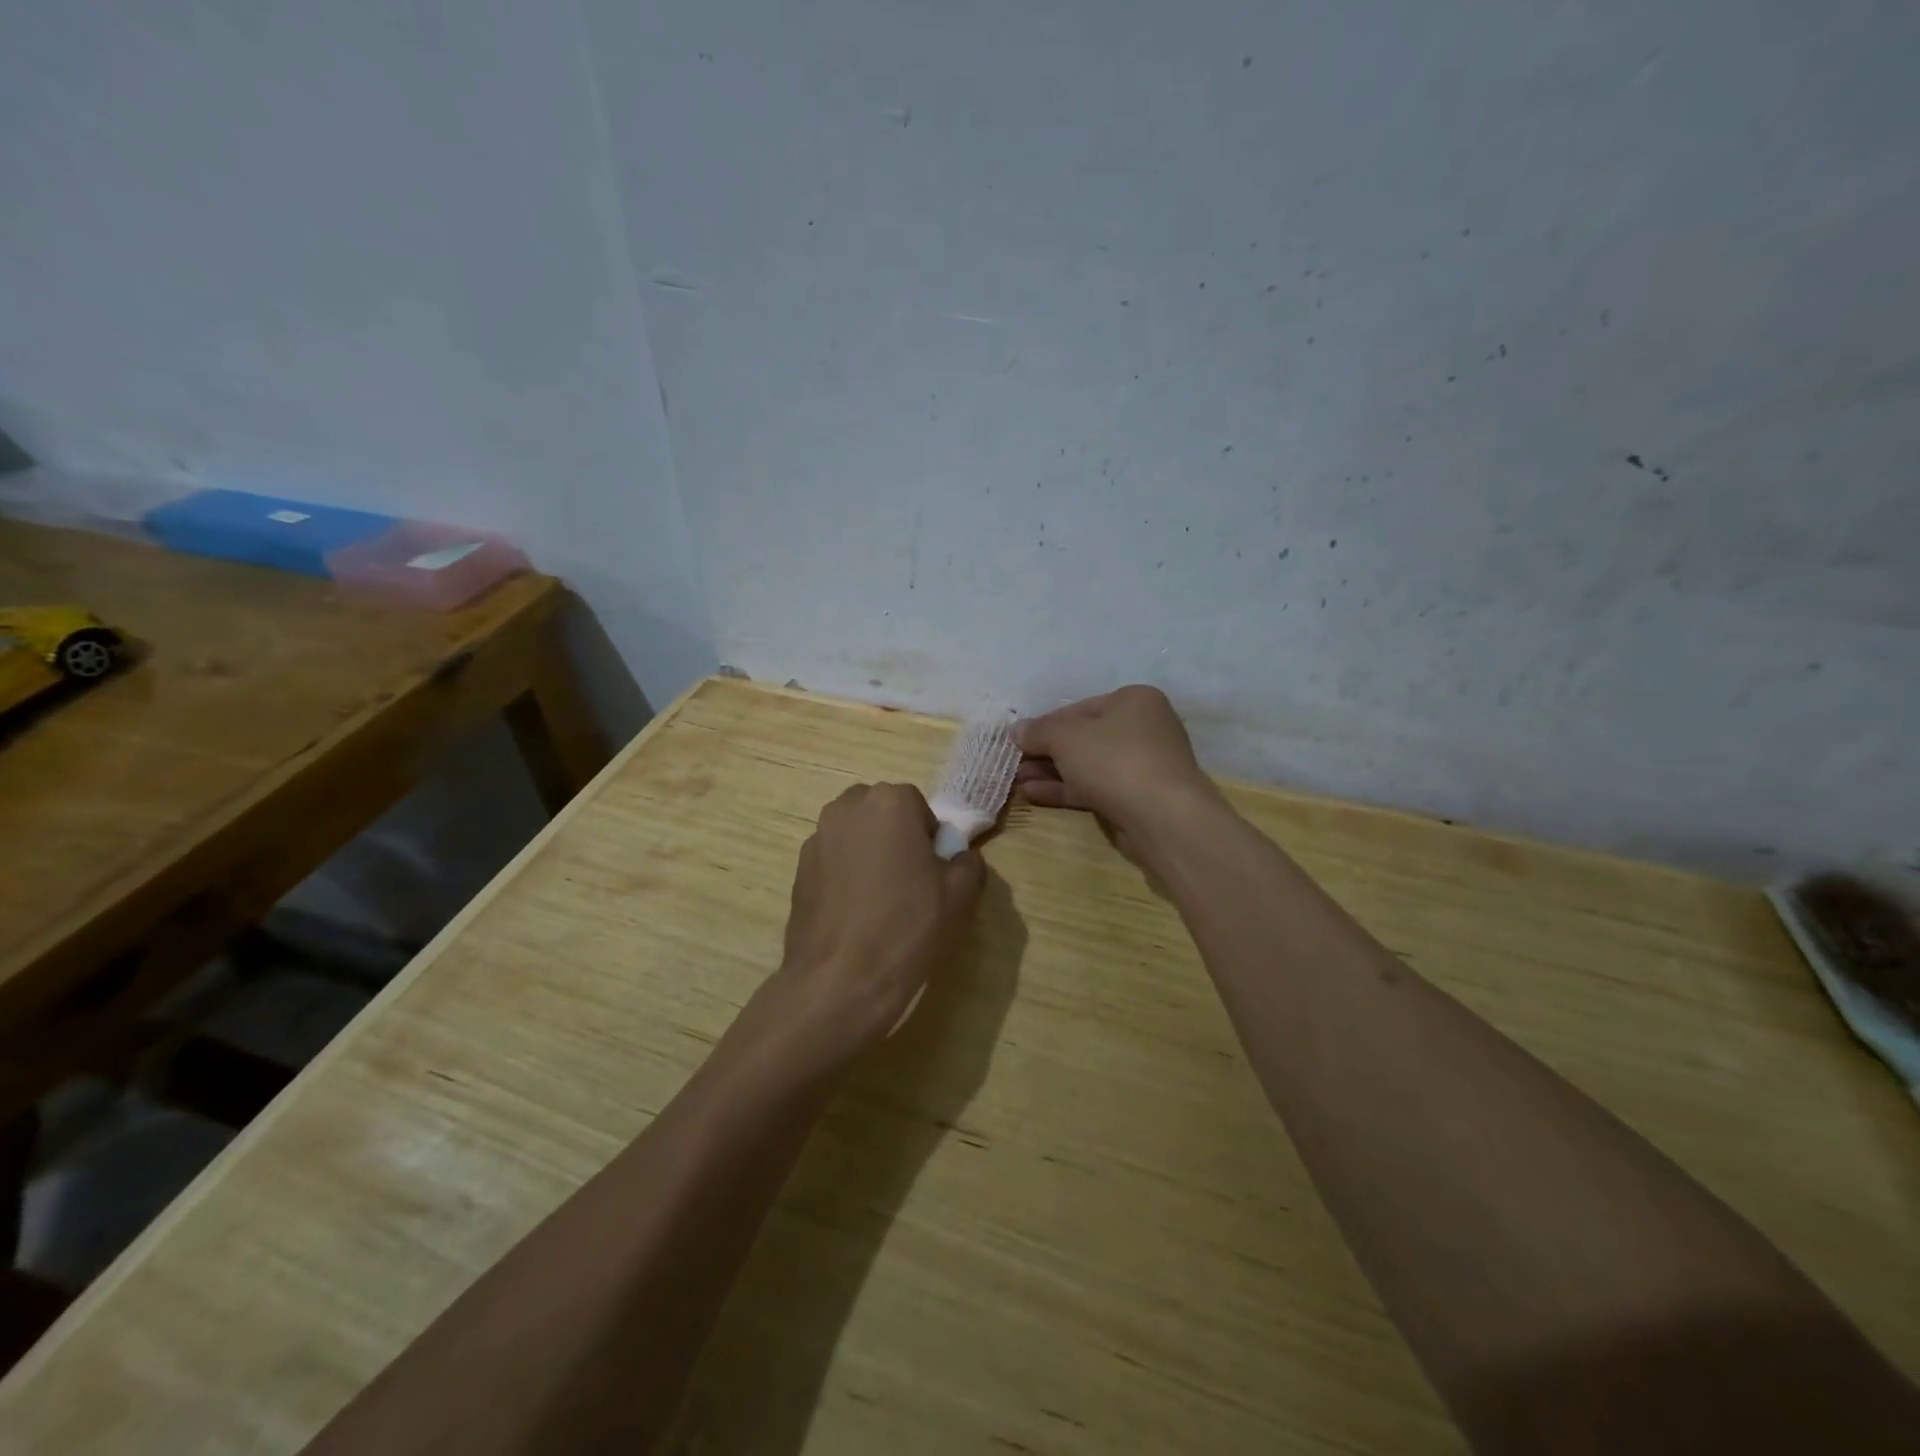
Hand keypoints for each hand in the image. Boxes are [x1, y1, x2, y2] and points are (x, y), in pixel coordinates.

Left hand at [756, 783, 984, 1068]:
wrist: (841, 980)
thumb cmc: (908, 926)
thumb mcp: (961, 894)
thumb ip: (967, 861)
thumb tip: (957, 857)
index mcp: (890, 802)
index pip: (918, 806)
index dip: (929, 838)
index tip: (933, 872)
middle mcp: (846, 808)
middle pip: (880, 813)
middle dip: (895, 836)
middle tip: (909, 880)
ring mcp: (816, 839)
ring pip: (853, 835)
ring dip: (868, 853)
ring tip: (880, 900)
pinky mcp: (798, 871)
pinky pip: (832, 861)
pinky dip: (844, 876)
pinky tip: (855, 915)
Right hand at [1013, 686, 1219, 861]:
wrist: (1163, 817)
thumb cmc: (1115, 760)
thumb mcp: (1066, 737)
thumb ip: (1038, 731)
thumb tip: (1016, 730)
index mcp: (1133, 701)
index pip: (1078, 708)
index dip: (1043, 725)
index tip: (1016, 741)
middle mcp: (1142, 728)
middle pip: (1083, 738)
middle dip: (1045, 752)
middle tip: (1013, 764)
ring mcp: (1142, 765)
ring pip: (1087, 765)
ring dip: (1050, 773)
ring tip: (1016, 782)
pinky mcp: (1137, 798)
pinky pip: (1094, 788)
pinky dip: (1065, 789)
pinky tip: (1033, 794)